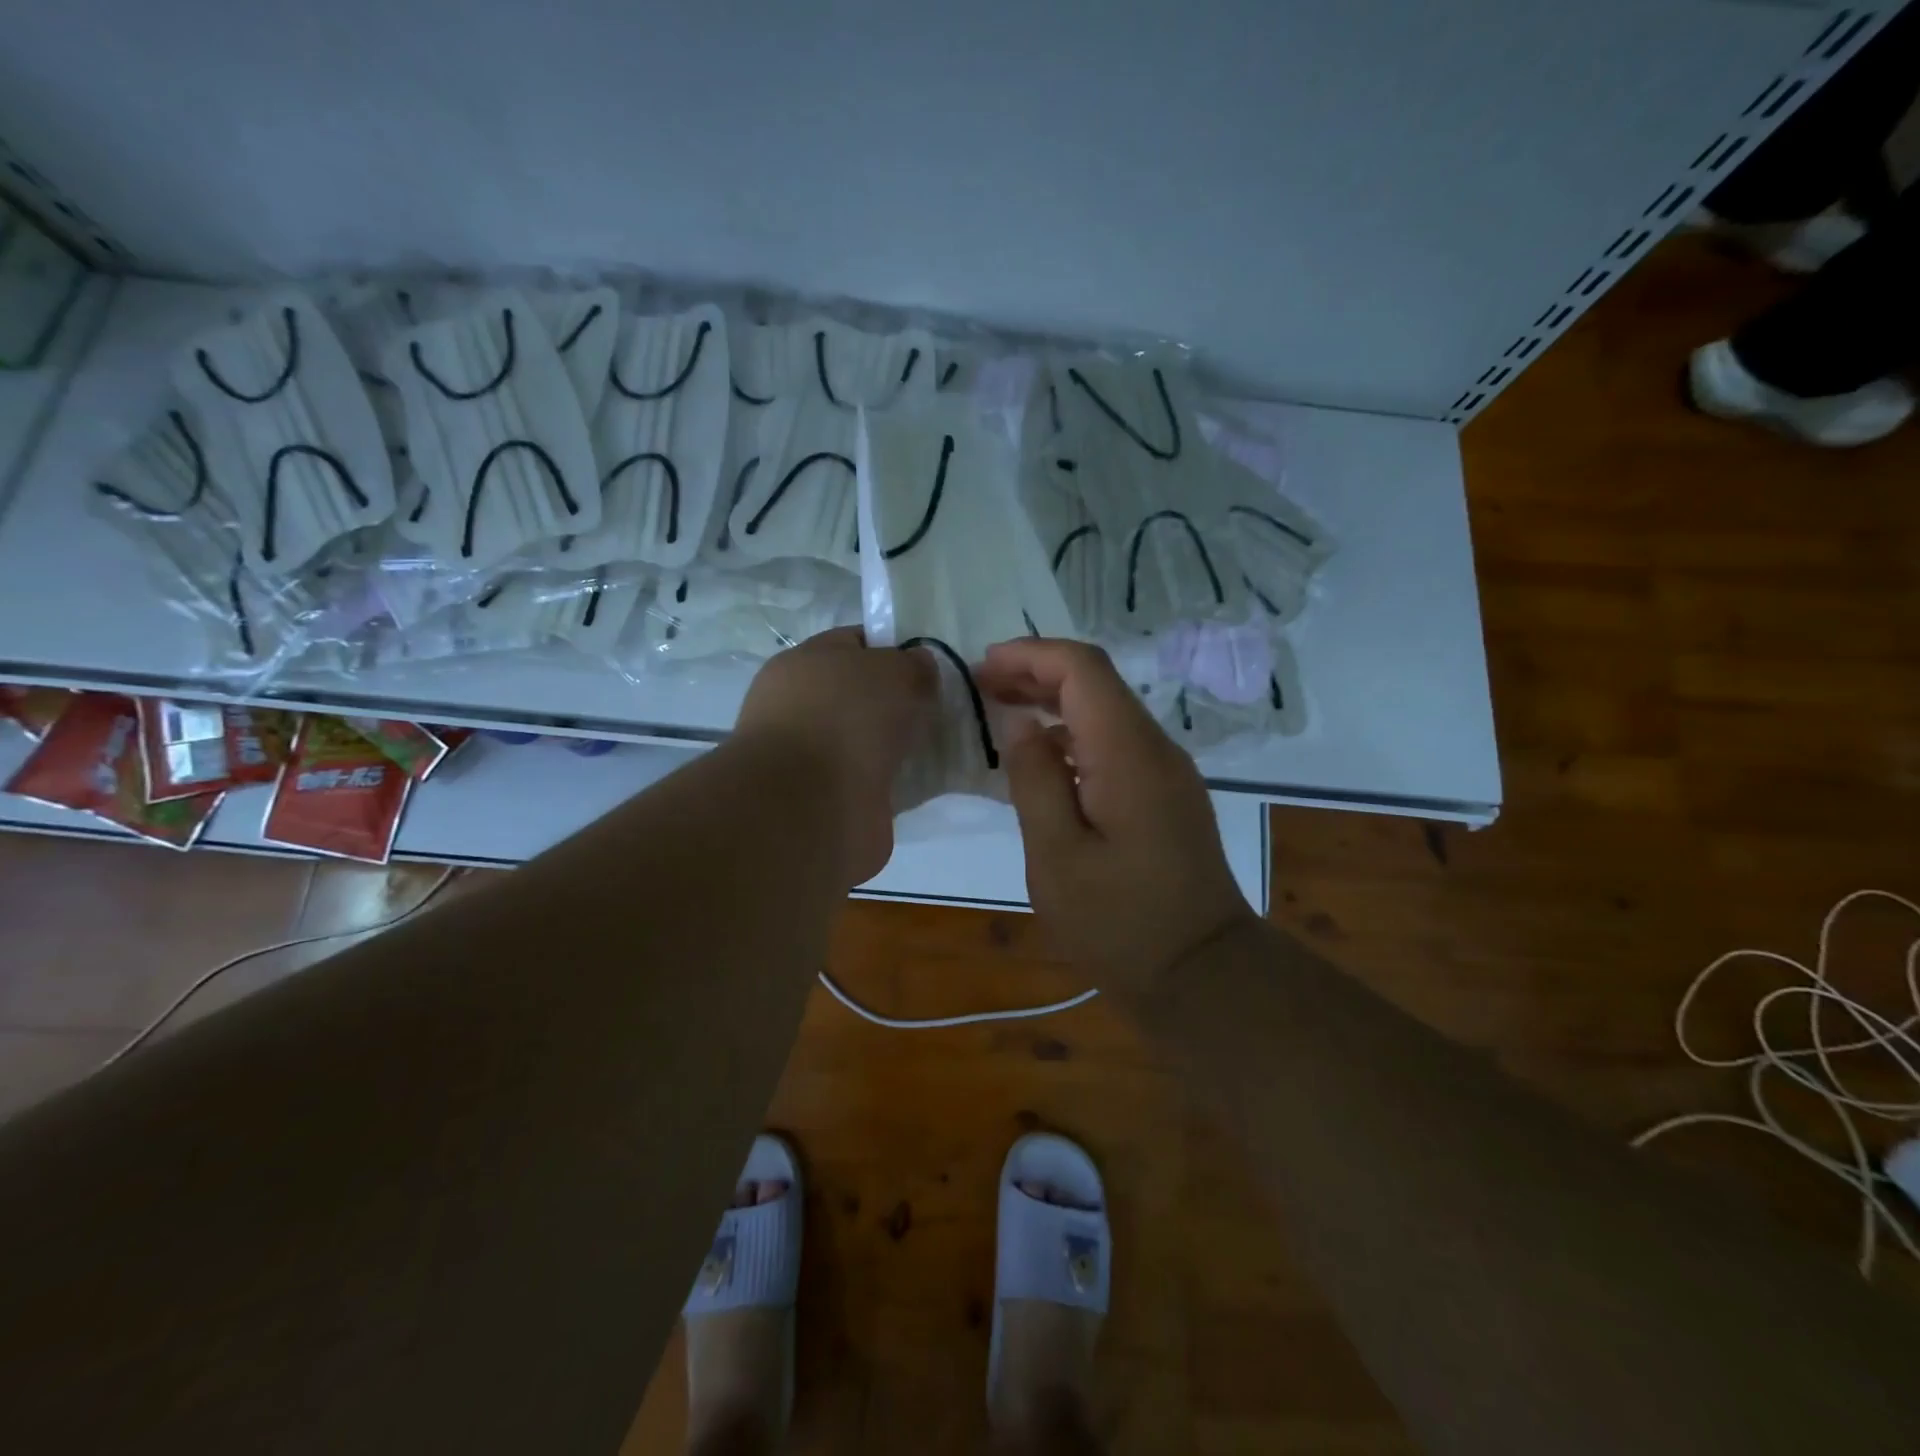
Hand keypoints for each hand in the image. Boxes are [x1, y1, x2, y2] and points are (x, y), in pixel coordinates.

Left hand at [735, 627, 936, 885]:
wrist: (813, 808)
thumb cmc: (846, 719)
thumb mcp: (893, 670)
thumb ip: (912, 663)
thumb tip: (917, 668)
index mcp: (803, 663)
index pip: (854, 643)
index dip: (894, 649)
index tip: (928, 667)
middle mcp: (800, 708)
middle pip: (861, 695)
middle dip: (899, 702)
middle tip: (940, 708)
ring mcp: (810, 757)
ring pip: (866, 741)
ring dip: (897, 745)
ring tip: (939, 746)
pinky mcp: (826, 800)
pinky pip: (870, 781)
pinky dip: (893, 782)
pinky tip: (922, 782)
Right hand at [978, 638, 1257, 995]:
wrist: (1202, 974)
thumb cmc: (1119, 923)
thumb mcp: (1057, 857)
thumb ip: (1035, 781)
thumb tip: (1021, 725)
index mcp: (1129, 755)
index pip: (1084, 670)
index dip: (1031, 655)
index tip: (983, 668)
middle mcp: (1156, 750)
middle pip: (1097, 684)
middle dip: (1037, 674)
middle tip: (982, 687)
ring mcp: (1167, 773)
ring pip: (1107, 713)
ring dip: (1054, 704)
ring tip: (1002, 714)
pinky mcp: (1166, 796)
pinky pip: (1116, 746)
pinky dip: (1074, 737)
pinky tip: (1041, 762)